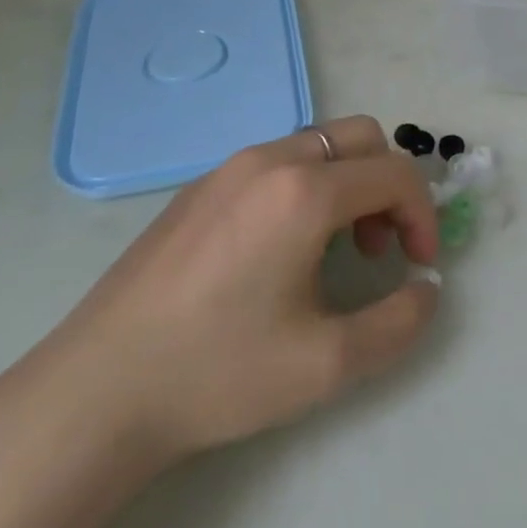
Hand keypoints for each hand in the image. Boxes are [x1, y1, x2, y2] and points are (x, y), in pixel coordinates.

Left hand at [12, 116, 440, 473]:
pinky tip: (280, 251)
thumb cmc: (218, 373)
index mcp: (303, 192)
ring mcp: (226, 168)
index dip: (423, 216)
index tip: (419, 266)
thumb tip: (427, 289)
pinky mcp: (197, 187)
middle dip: (388, 186)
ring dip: (347, 184)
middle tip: (378, 249)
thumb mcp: (328, 363)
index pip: (395, 173)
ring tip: (333, 251)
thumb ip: (400, 322)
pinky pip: (275, 162)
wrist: (98, 390)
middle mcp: (268, 160)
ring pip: (316, 145)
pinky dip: (306, 186)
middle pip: (360, 137)